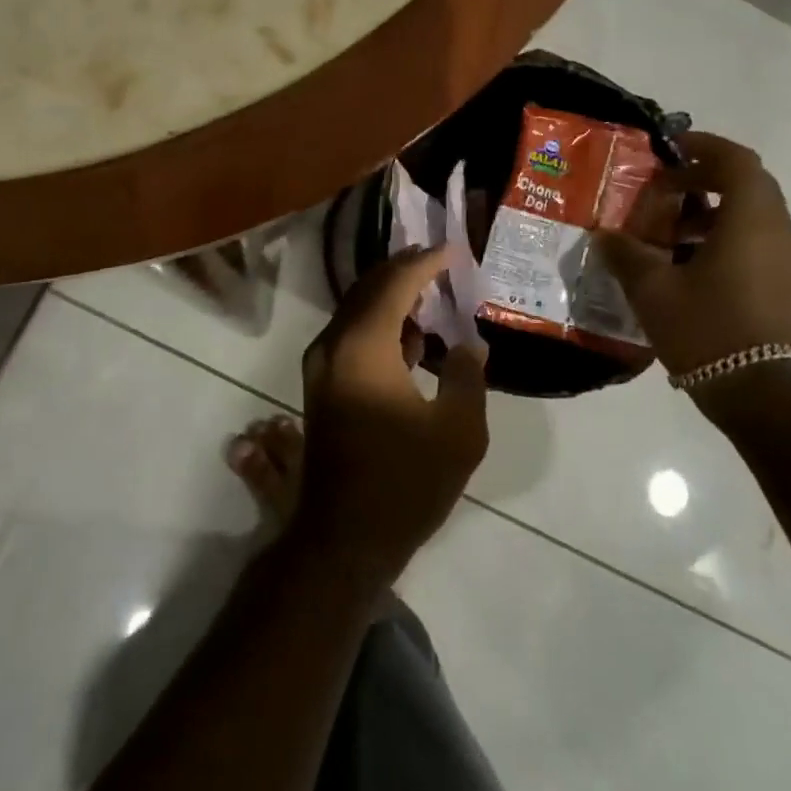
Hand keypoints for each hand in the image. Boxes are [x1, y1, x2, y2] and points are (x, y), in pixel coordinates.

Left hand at [294, 248, 489, 585]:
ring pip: (356, 311)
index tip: (452, 250)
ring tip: (430, 293)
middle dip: (403, 271)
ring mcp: (321, 367)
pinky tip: (411, 338)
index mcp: (363, 347)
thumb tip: (469, 344)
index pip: (394, 285)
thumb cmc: (405, 484)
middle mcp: (333, 346)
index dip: (424, 263)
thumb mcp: (458, 432)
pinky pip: (350, 336)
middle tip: (438, 260)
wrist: (345, 539)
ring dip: (390, 297)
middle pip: (368, 290)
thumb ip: (468, 377)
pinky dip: (378, 324)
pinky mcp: (320, 387)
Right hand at [597, 131, 790, 385]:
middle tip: (662, 190)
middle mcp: (779, 231)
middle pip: (746, 184)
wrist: (761, 394)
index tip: (669, 149)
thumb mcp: (652, 289)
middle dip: (703, 179)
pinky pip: (757, 241)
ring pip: (752, 215)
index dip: (703, 146)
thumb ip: (625, 254)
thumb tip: (604, 236)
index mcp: (752, 220)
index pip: (736, 161)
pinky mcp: (787, 285)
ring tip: (668, 233)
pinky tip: (688, 265)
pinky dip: (724, 237)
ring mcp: (789, 260)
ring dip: (711, 211)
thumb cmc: (707, 329)